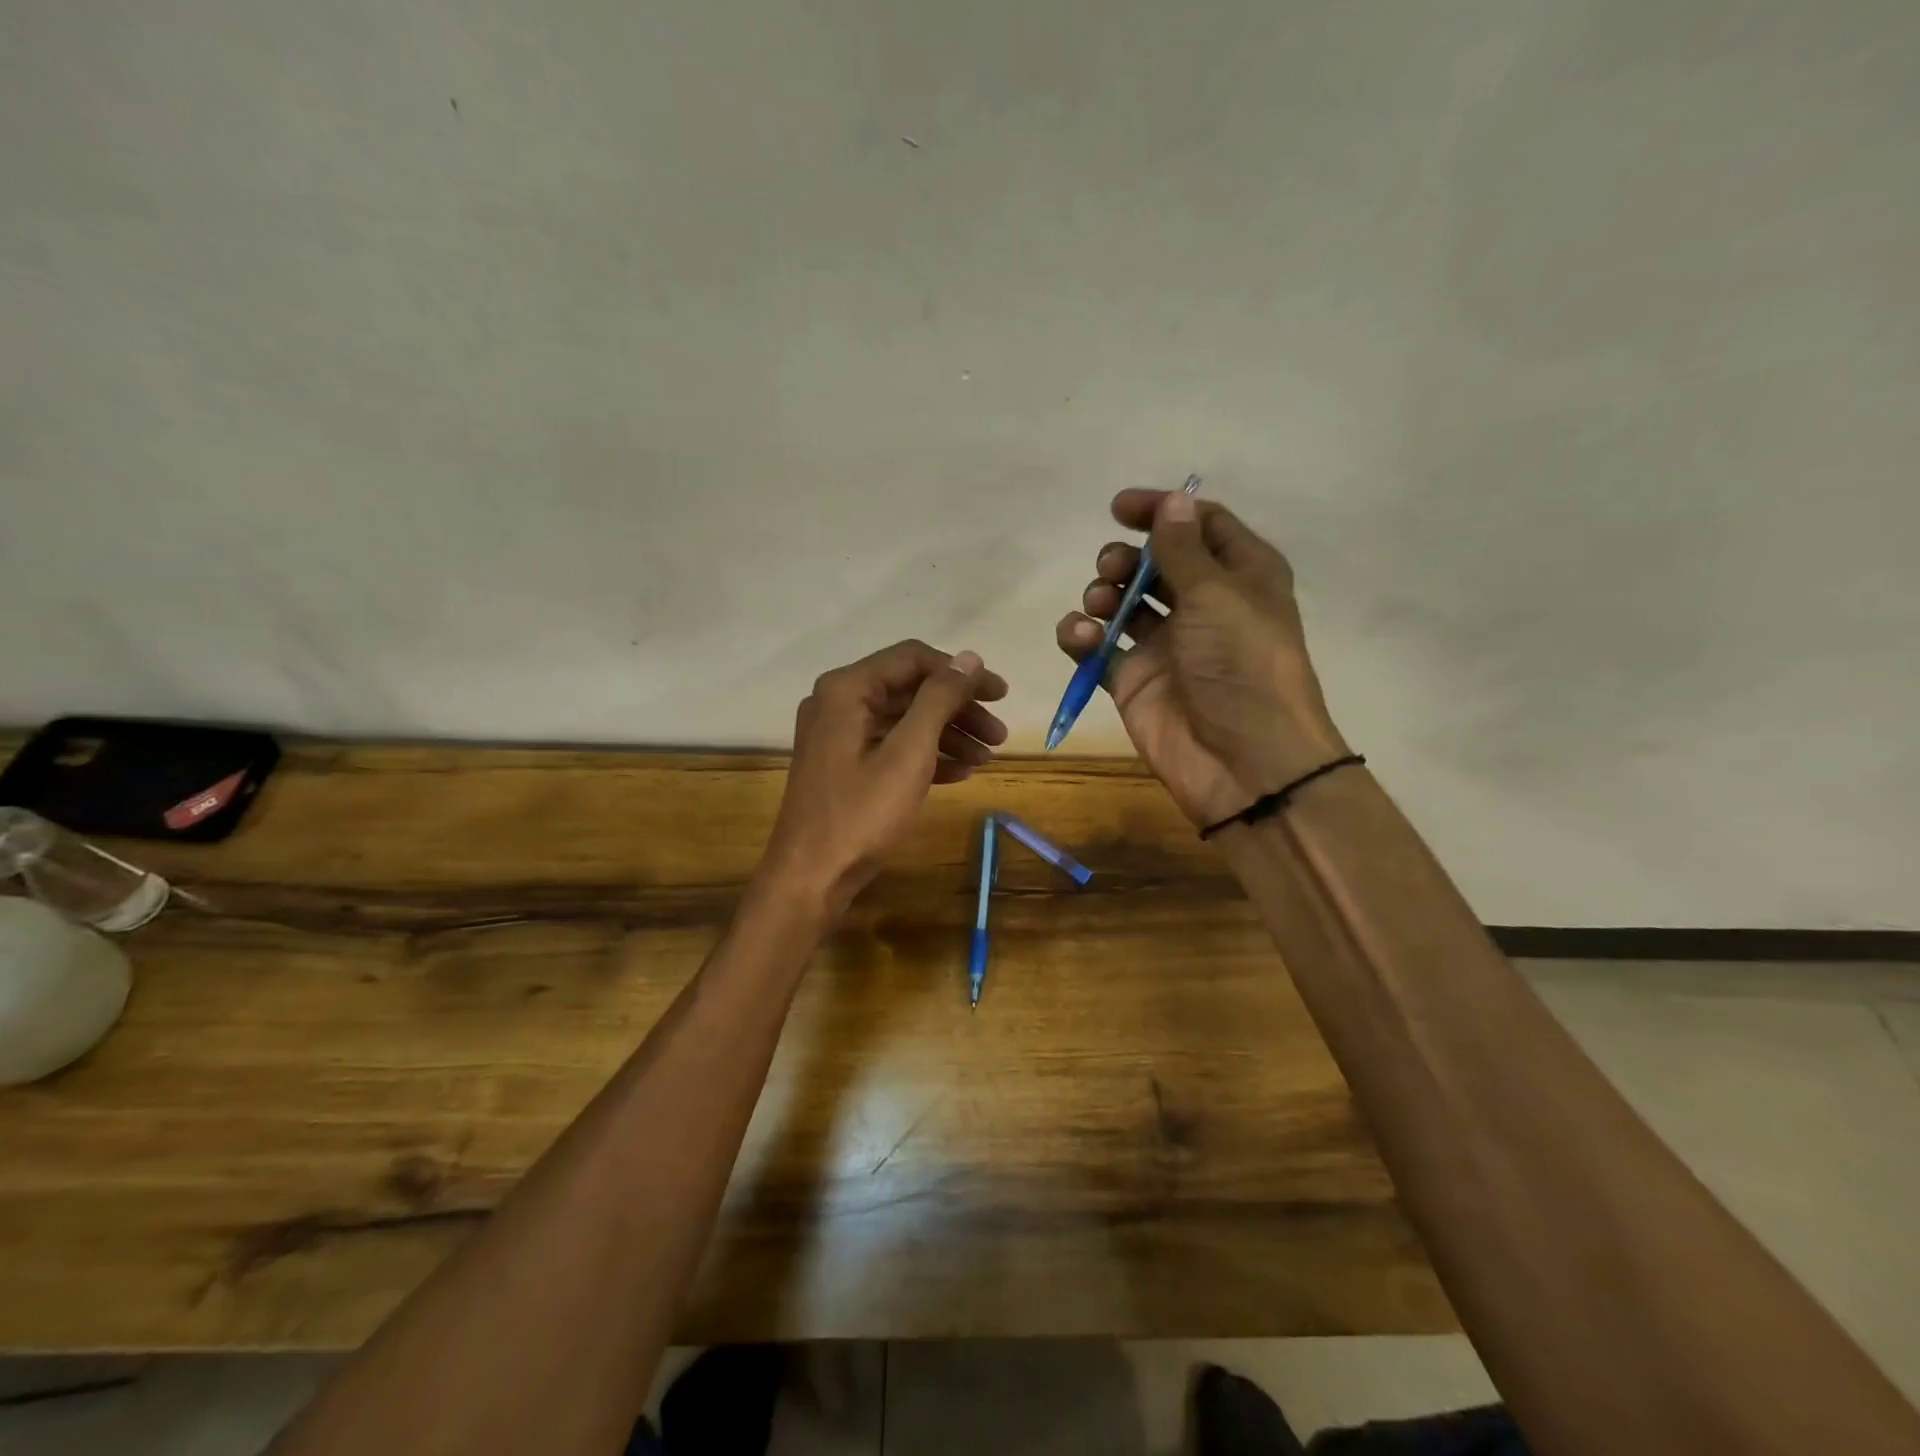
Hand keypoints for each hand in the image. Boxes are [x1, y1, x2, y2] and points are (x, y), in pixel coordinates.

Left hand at [759, 639, 1007, 913]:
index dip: (962, 673)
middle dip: (959, 709)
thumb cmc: (862, 813)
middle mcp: (838, 702)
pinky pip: (890, 746)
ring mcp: (837, 735)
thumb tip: (969, 657)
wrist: (811, 877)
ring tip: (986, 759)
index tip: (1001, 695)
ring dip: (948, 735)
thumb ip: (939, 699)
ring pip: (903, 720)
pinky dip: (925, 755)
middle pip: (910, 689)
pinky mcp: (842, 764)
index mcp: (847, 689)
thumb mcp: (909, 753)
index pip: (913, 658)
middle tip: (999, 734)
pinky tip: (959, 774)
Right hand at [1055, 489, 1347, 826]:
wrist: (1242, 761)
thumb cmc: (1242, 665)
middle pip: (1154, 564)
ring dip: (1103, 594)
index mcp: (1239, 577)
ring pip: (1122, 603)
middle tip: (1113, 567)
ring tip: (1100, 606)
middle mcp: (1202, 606)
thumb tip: (1173, 499)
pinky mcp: (1132, 680)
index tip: (1119, 507)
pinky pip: (1097, 647)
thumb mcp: (1218, 595)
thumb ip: (1183, 549)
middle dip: (1126, 558)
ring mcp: (1165, 645)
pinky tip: (1080, 637)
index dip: (1162, 511)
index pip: (1200, 526)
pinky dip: (1082, 637)